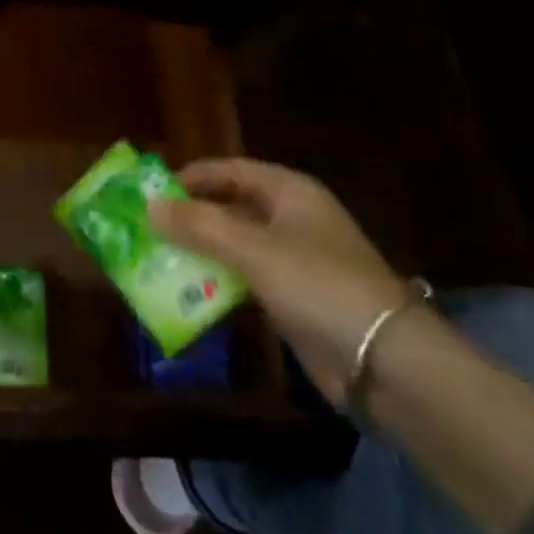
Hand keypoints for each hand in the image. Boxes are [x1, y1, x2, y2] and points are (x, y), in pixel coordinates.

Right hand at [151, 159, 415, 406]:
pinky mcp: (292, 298)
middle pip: (230, 207)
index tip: (151, 191)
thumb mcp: (254, 250)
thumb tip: (149, 207)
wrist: (387, 363)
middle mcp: (291, 218)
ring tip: (155, 260)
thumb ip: (200, 226)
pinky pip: (244, 279)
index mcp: (289, 191)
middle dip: (190, 216)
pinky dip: (217, 282)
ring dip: (200, 252)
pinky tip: (186, 293)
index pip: (230, 171)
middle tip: (146, 228)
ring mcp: (293, 260)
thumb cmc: (320, 285)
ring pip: (234, 245)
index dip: (191, 177)